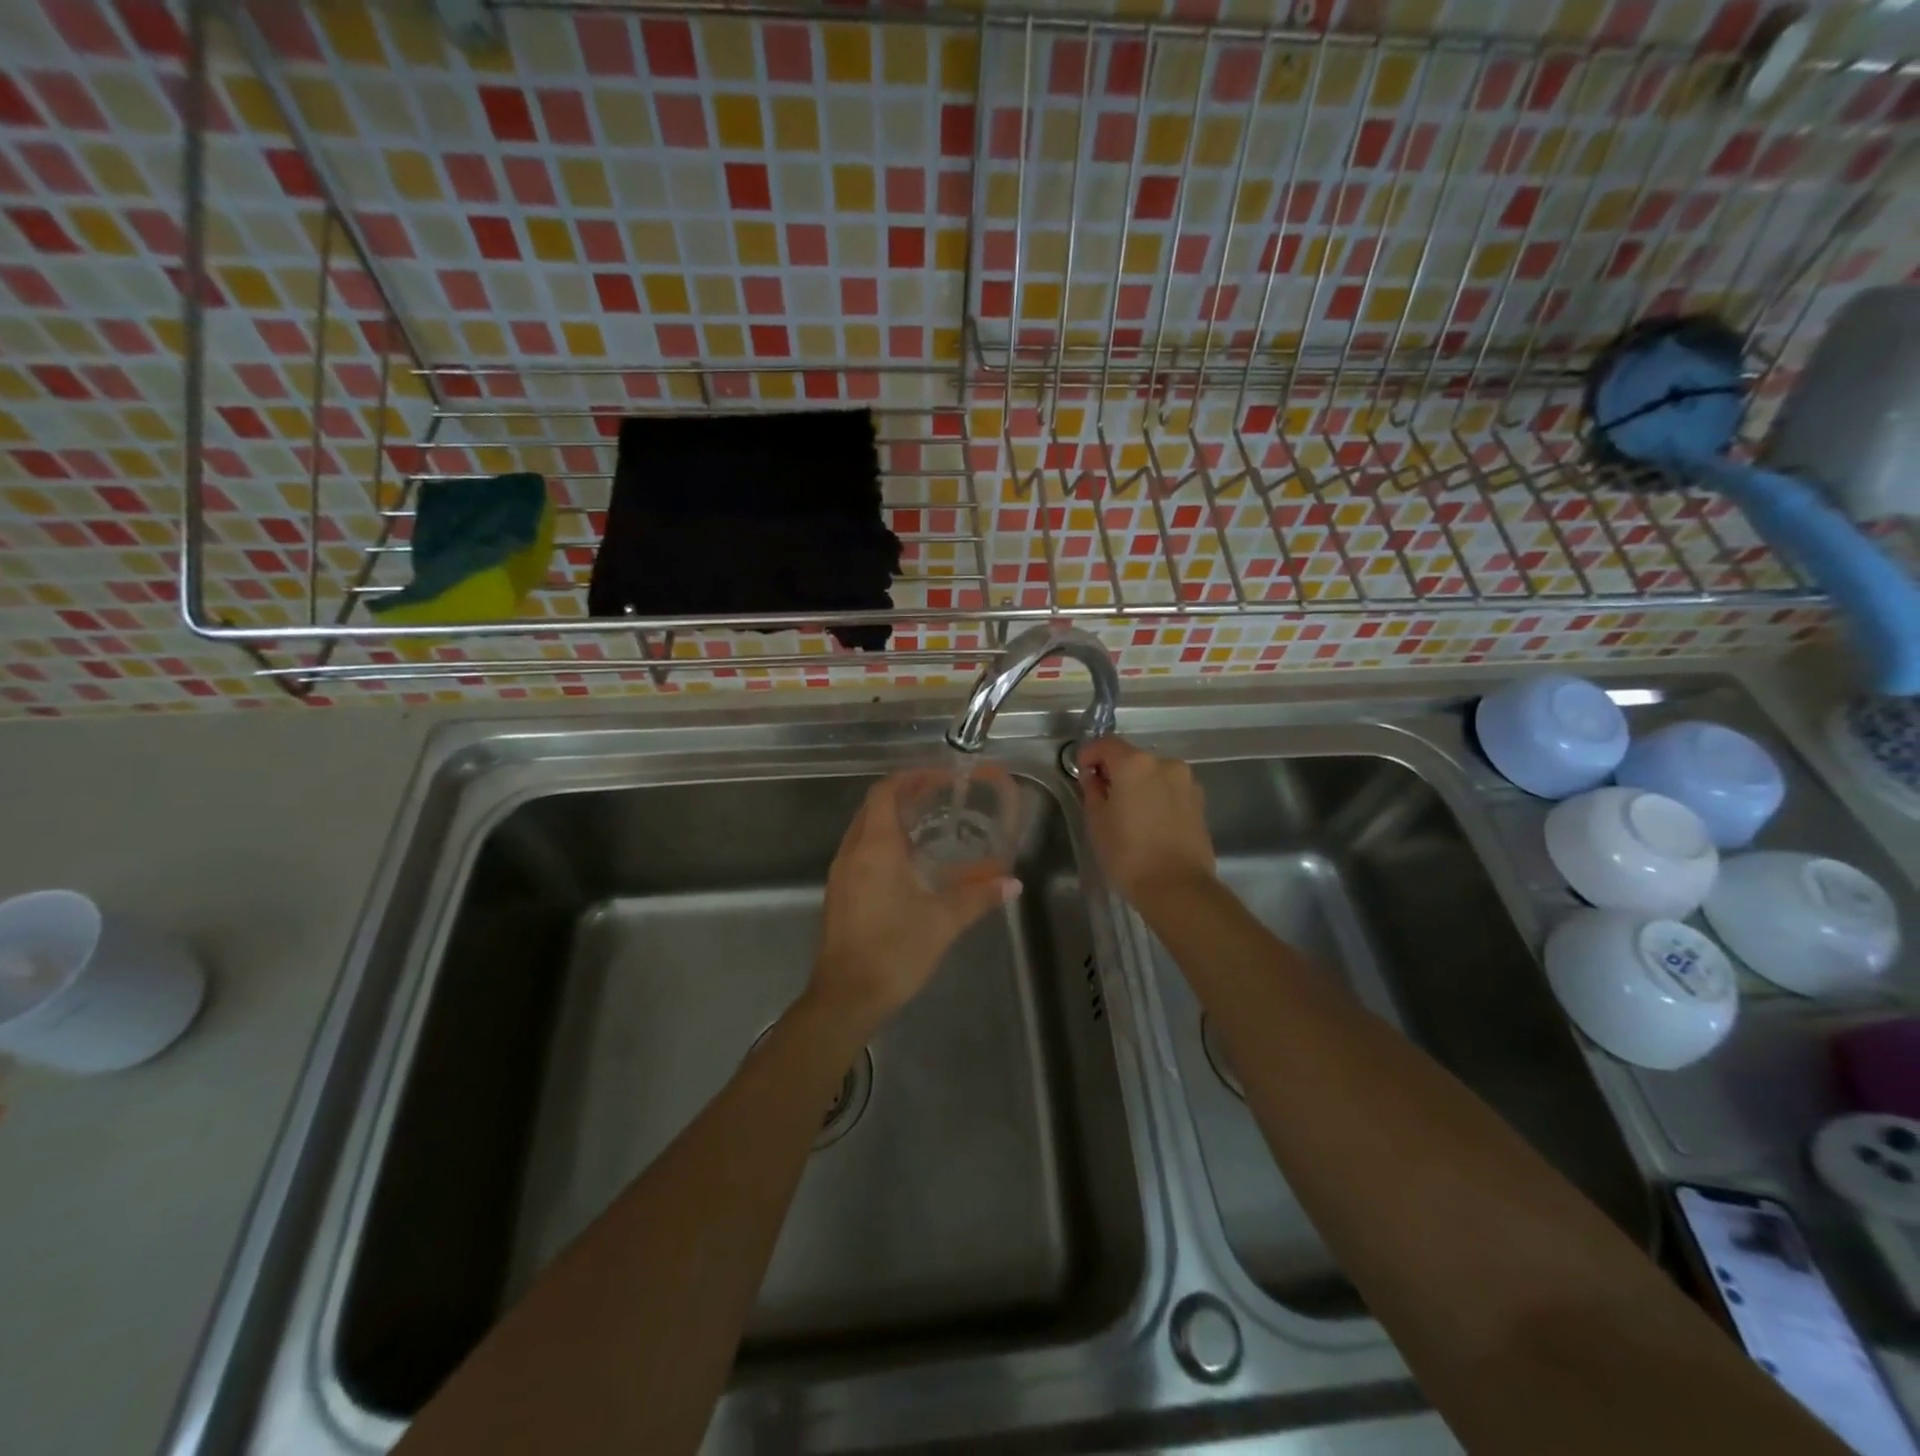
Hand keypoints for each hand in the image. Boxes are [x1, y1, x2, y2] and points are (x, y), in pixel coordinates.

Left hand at [808, 773, 1019, 1034]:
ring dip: (892, 819)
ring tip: (927, 823)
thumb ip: (979, 896)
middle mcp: (852, 852)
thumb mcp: (943, 922)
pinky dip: (883, 843)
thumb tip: (1012, 883)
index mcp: (875, 848)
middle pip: (873, 807)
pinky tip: (909, 862)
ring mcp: (841, 874)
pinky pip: (861, 852)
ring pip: (864, 830)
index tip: (939, 776)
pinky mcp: (839, 894)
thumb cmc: (894, 952)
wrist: (845, 998)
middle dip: (904, 795)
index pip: (885, 793)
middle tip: (939, 795)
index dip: (911, 778)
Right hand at [1077, 738, 1215, 901]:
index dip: (1088, 755)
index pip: (1105, 744)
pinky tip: (1150, 823)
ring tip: (1129, 814)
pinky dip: (1157, 797)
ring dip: (1138, 785)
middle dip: (1115, 772)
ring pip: (1153, 774)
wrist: (1177, 888)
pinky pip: (1170, 790)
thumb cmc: (1128, 854)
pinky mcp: (1200, 802)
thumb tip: (1095, 778)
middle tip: (1103, 798)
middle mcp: (1165, 764)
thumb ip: (1092, 790)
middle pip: (1132, 758)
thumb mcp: (1097, 821)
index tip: (1082, 775)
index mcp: (1135, 763)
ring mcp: (1187, 782)